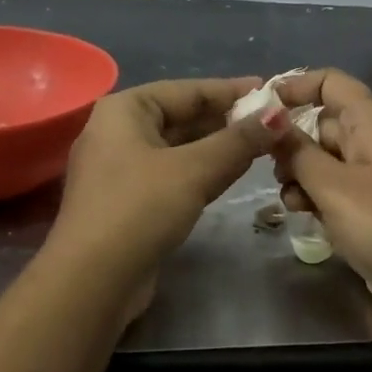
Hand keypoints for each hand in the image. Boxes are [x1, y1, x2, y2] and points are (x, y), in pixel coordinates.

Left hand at [46, 77, 274, 318]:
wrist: (92, 281)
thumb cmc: (140, 209)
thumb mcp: (194, 170)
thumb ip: (238, 141)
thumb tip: (279, 115)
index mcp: (125, 109)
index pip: (188, 90)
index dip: (232, 90)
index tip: (271, 90)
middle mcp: (119, 131)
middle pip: (183, 117)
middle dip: (228, 120)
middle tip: (274, 122)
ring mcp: (122, 168)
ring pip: (180, 148)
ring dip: (219, 147)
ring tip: (264, 144)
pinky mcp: (130, 201)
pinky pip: (174, 174)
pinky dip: (203, 171)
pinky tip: (235, 172)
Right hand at [269, 68, 371, 342]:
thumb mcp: (334, 185)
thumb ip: (297, 151)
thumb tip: (269, 119)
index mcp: (371, 123)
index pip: (331, 83)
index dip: (295, 86)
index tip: (260, 109)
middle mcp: (371, 143)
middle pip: (321, 122)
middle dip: (290, 139)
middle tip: (265, 165)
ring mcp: (370, 179)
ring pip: (321, 160)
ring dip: (298, 174)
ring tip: (288, 198)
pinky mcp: (367, 212)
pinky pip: (330, 191)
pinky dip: (312, 197)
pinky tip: (300, 215)